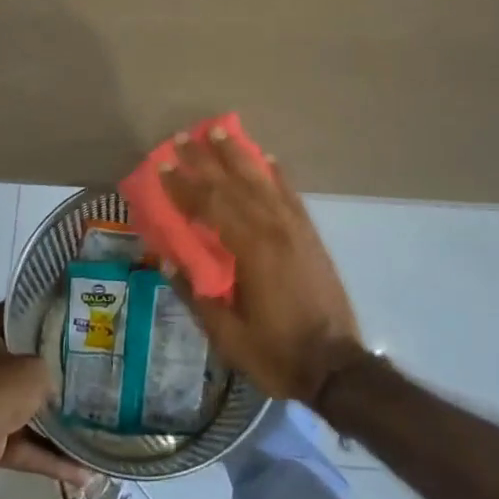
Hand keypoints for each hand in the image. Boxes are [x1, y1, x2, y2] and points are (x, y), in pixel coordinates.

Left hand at [0, 304, 91, 491]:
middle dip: (43, 370)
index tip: (50, 308)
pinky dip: (48, 459)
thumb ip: (48, 372)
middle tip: (77, 367)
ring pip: (24, 412)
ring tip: (86, 424)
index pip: (4, 315)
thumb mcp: (34, 369)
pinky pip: (25, 448)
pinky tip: (80, 470)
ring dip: (51, 423)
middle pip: (16, 366)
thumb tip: (56, 389)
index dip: (23, 308)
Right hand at [160, 130, 363, 404]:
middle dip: (204, 160)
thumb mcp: (228, 337)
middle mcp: (272, 229)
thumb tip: (168, 262)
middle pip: (232, 184)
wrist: (337, 367)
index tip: (162, 166)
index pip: (209, 207)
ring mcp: (295, 228)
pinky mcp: (310, 235)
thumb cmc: (277, 354)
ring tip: (219, 131)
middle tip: (181, 138)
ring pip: (261, 181)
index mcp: (250, 250)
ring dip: (237, 154)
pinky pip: (290, 195)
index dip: (183, 186)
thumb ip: (197, 297)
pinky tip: (267, 158)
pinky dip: (276, 174)